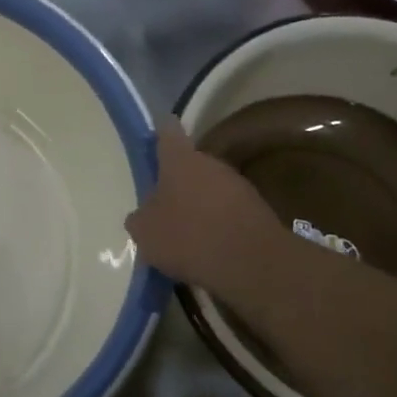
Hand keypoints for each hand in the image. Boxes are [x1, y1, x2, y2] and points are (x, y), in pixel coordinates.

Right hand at [126, 119, 285, 297]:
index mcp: (180, 160)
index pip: (168, 132)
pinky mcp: (256, 209)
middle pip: (190, 164)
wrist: (251, 263)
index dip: (159, 134)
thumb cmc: (188, 237)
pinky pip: (227, 210)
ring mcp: (238, 185)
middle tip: (163, 205)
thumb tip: (144, 213)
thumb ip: (140, 217)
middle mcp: (211, 163)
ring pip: (210, 188)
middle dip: (177, 181)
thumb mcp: (145, 232)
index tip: (154, 139)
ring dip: (199, 203)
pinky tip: (208, 246)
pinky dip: (217, 223)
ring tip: (186, 232)